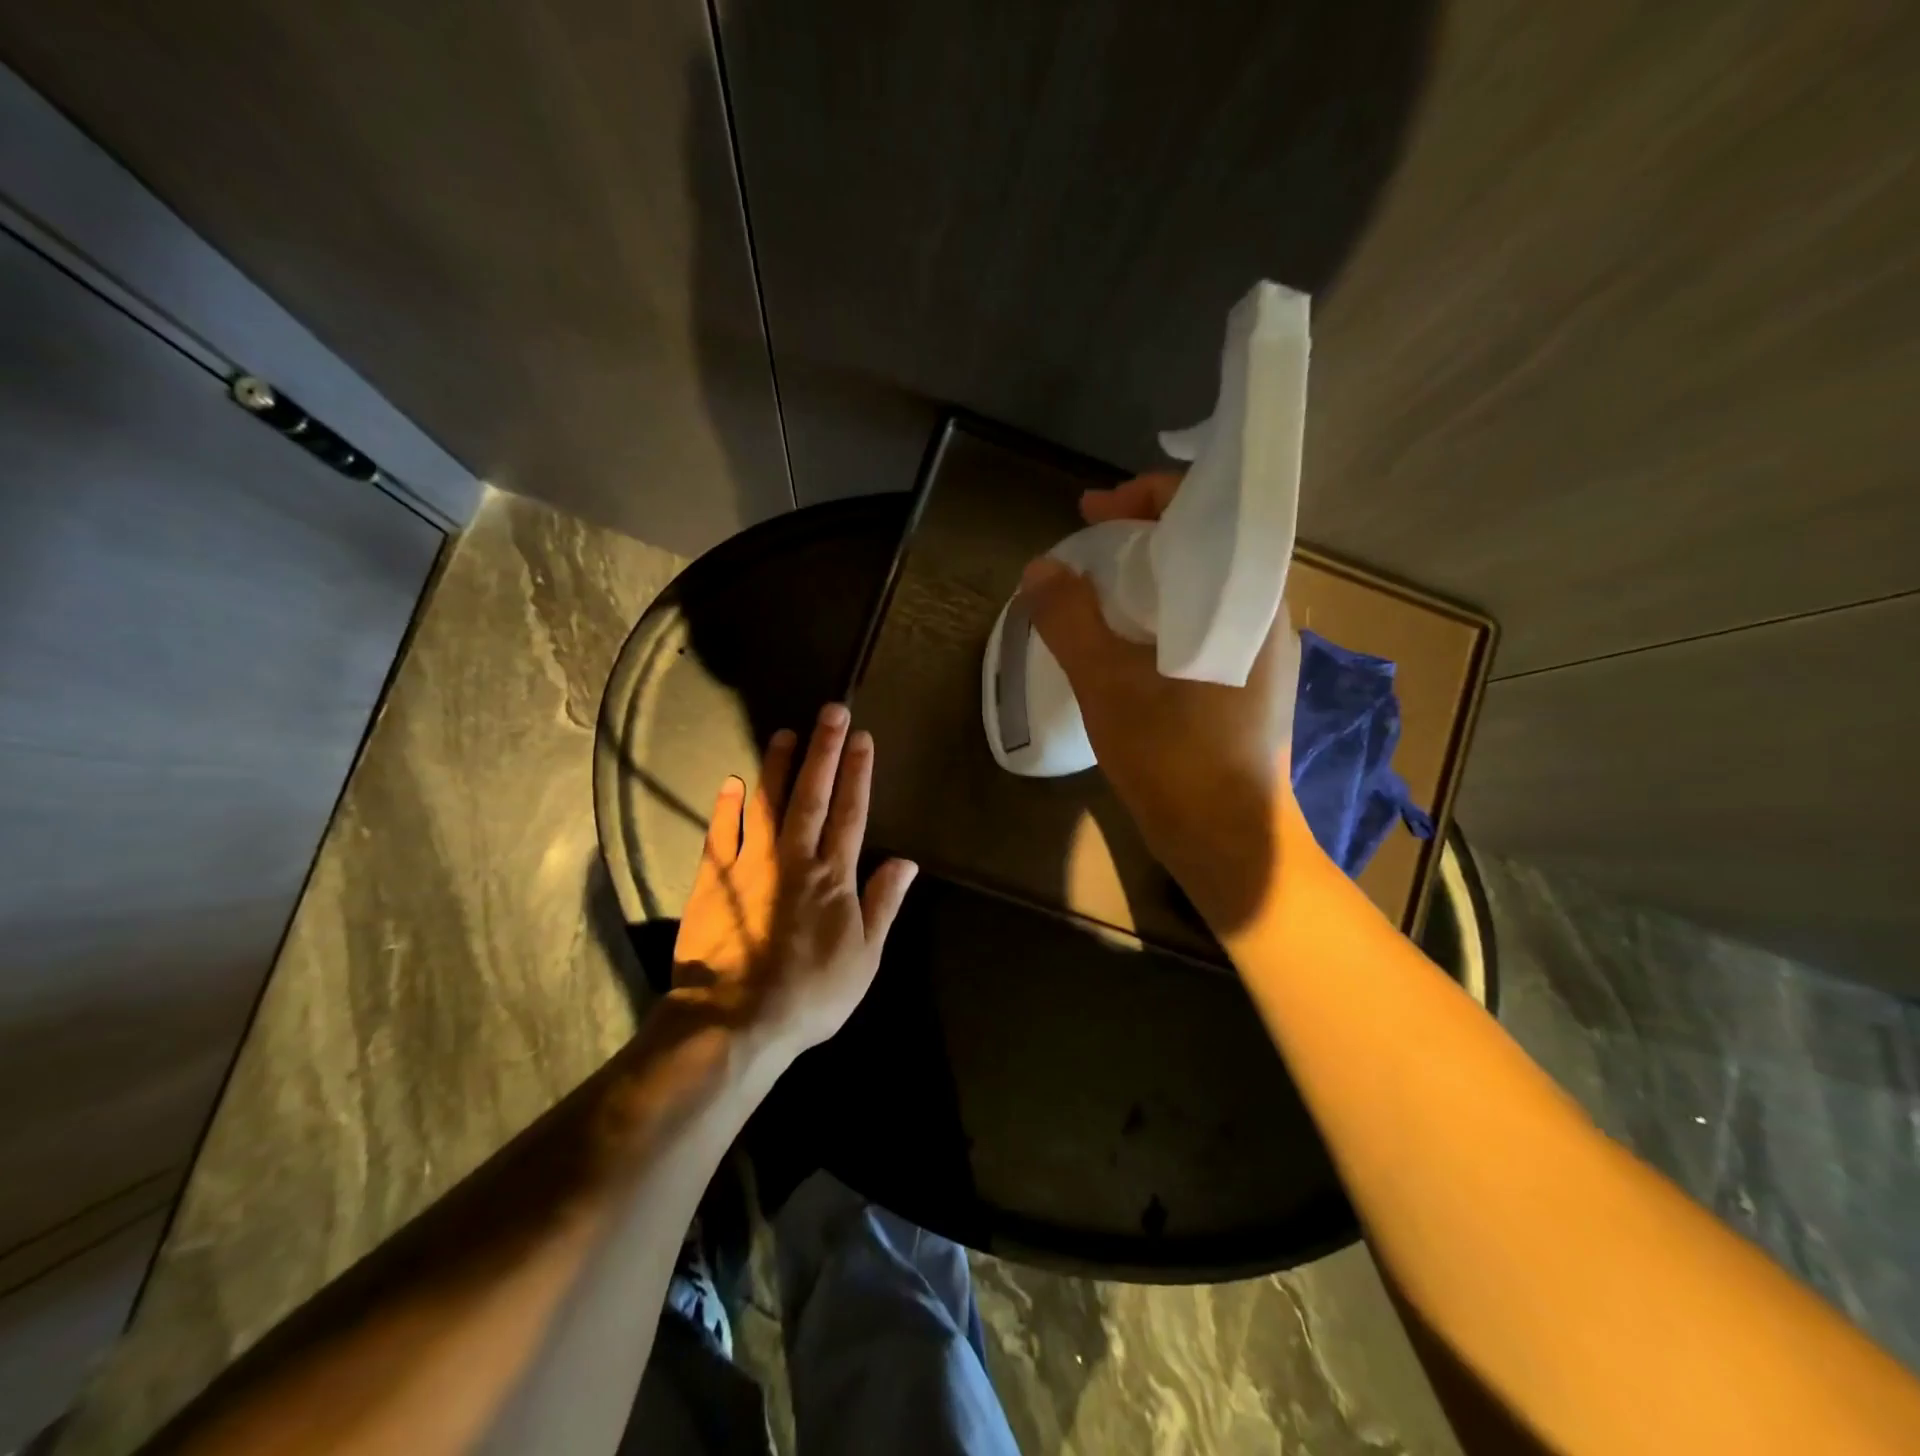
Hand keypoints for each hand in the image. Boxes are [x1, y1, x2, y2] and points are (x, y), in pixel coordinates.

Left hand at [671, 703, 918, 1056]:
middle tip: (831, 711)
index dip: (858, 773)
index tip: (862, 738)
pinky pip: (722, 834)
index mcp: (834, 877)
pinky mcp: (715, 880)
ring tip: (785, 733)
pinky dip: (727, 807)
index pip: (851, 813)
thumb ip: (883, 904)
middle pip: (813, 796)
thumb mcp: (864, 957)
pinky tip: (732, 782)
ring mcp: (752, 865)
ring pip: (767, 804)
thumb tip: (906, 861)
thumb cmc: (810, 994)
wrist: (736, 1021)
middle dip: (824, 751)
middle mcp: (795, 859)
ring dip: (777, 766)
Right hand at [1021, 472, 1301, 933]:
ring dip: (1148, 579)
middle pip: (1203, 546)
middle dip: (1141, 537)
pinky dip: (1158, 615)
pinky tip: (1123, 640)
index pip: (1208, 510)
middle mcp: (1263, 614)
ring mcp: (1257, 652)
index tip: (1093, 513)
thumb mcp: (1108, 685)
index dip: (1145, 498)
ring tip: (1096, 591)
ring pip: (1200, 588)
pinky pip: (1199, 624)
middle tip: (1087, 551)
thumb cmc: (1176, 760)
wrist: (1229, 842)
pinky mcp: (1244, 684)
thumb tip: (1040, 570)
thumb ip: (1070, 621)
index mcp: (1248, 598)